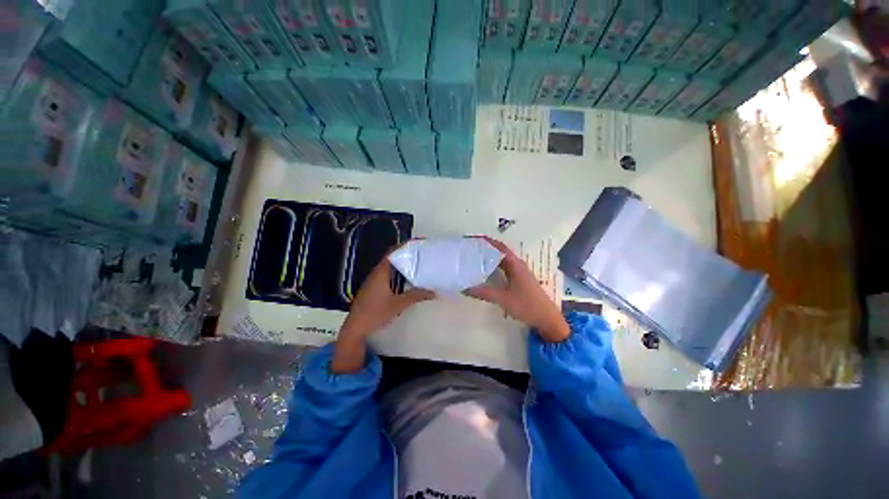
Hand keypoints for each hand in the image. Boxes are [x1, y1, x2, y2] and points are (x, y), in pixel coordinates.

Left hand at [333, 253, 433, 372]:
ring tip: (420, 265)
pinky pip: (389, 276)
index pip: (393, 251)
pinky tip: (408, 281)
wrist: (355, 329)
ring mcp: (374, 281)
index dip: (406, 245)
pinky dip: (399, 274)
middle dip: (408, 254)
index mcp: (381, 272)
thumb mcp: (398, 304)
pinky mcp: (374, 289)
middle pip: (393, 257)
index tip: (420, 243)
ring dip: (404, 265)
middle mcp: (377, 273)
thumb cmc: (375, 314)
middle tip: (423, 254)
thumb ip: (416, 295)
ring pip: (391, 267)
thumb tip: (434, 291)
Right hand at [467, 237, 569, 342]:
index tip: (472, 239)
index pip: (499, 247)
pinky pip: (504, 268)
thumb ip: (483, 292)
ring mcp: (520, 272)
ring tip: (474, 258)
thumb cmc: (526, 305)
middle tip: (470, 249)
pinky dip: (494, 266)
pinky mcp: (520, 280)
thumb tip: (463, 287)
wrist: (547, 319)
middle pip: (500, 251)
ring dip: (490, 257)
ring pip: (502, 260)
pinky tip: (486, 272)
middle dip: (486, 248)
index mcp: (515, 264)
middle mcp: (517, 265)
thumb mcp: (503, 299)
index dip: (486, 241)